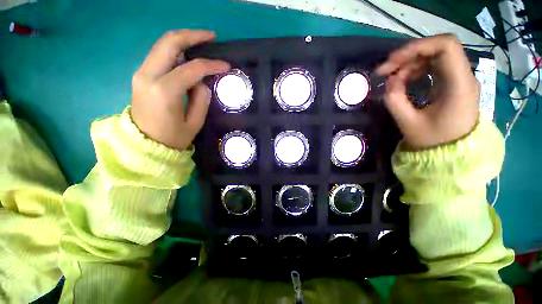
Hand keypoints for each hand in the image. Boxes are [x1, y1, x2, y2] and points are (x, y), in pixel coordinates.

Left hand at [131, 30, 229, 149]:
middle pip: (169, 42)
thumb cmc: (172, 138)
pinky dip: (175, 50)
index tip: (226, 65)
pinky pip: (159, 55)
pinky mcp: (141, 75)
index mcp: (164, 91)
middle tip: (212, 37)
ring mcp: (141, 73)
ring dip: (183, 40)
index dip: (211, 64)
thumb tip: (203, 82)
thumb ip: (201, 100)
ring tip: (202, 43)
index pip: (192, 68)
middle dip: (193, 36)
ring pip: (162, 45)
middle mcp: (148, 75)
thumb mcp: (194, 123)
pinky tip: (188, 55)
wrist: (143, 145)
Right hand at [376, 34, 479, 149]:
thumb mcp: (408, 123)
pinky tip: (403, 80)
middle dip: (409, 55)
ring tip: (391, 77)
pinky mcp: (452, 83)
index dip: (418, 46)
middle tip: (385, 70)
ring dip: (410, 62)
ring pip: (435, 56)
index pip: (446, 46)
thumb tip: (389, 81)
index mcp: (459, 85)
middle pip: (438, 48)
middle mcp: (463, 76)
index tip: (393, 61)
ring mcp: (459, 79)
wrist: (451, 154)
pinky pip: (434, 66)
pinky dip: (416, 69)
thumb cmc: (432, 141)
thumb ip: (395, 99)